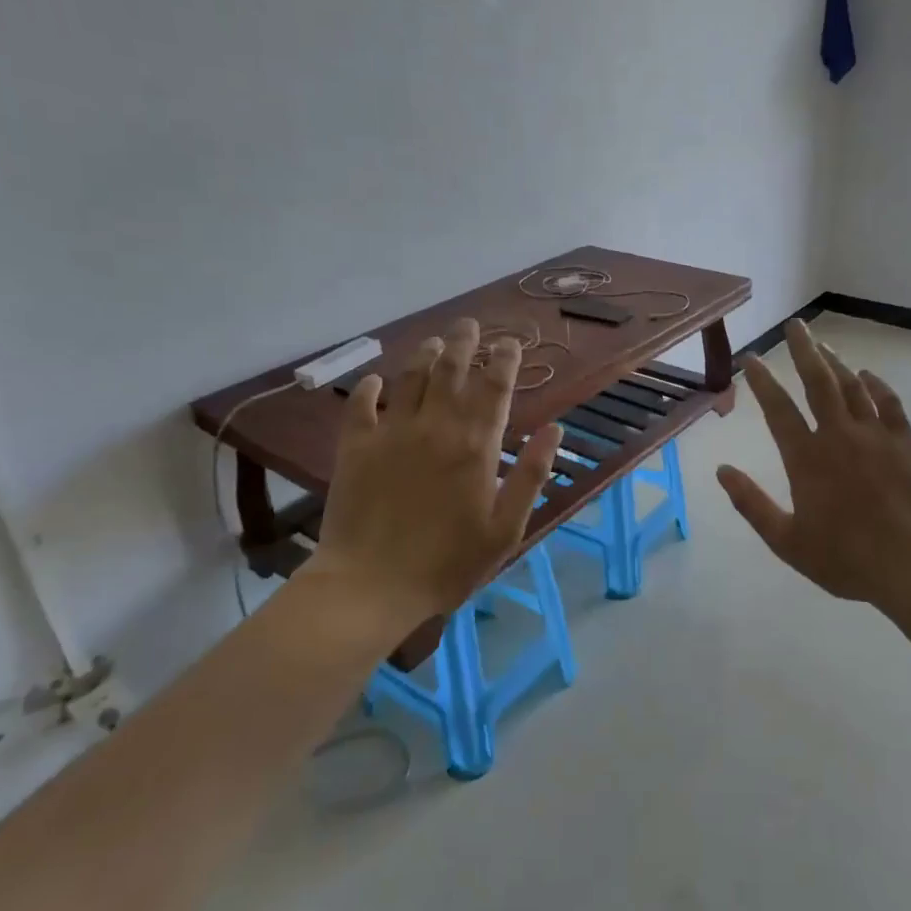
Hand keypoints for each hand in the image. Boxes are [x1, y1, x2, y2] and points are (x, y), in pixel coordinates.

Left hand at [301, 319, 561, 627]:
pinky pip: (361, 405)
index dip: (504, 360)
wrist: (371, 585)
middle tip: (469, 325)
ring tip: (434, 341)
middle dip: (464, 342)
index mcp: (476, 445)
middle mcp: (435, 426)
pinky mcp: (355, 447)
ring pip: (410, 377)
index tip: (510, 343)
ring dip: (424, 354)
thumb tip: (555, 428)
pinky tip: (375, 380)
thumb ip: (532, 474)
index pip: (494, 387)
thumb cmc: (448, 562)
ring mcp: (391, 433)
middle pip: (451, 369)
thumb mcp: (506, 528)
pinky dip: (369, 387)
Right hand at [716, 320, 910, 609]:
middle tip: (795, 325)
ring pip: (852, 387)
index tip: (751, 358)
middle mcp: (839, 436)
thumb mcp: (786, 541)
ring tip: (822, 344)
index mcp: (807, 459)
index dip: (762, 381)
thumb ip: (751, 504)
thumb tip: (721, 470)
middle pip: (818, 382)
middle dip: (803, 350)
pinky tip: (868, 376)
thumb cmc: (846, 559)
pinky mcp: (905, 444)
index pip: (778, 409)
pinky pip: (890, 404)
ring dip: (835, 362)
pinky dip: (877, 386)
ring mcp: (876, 436)